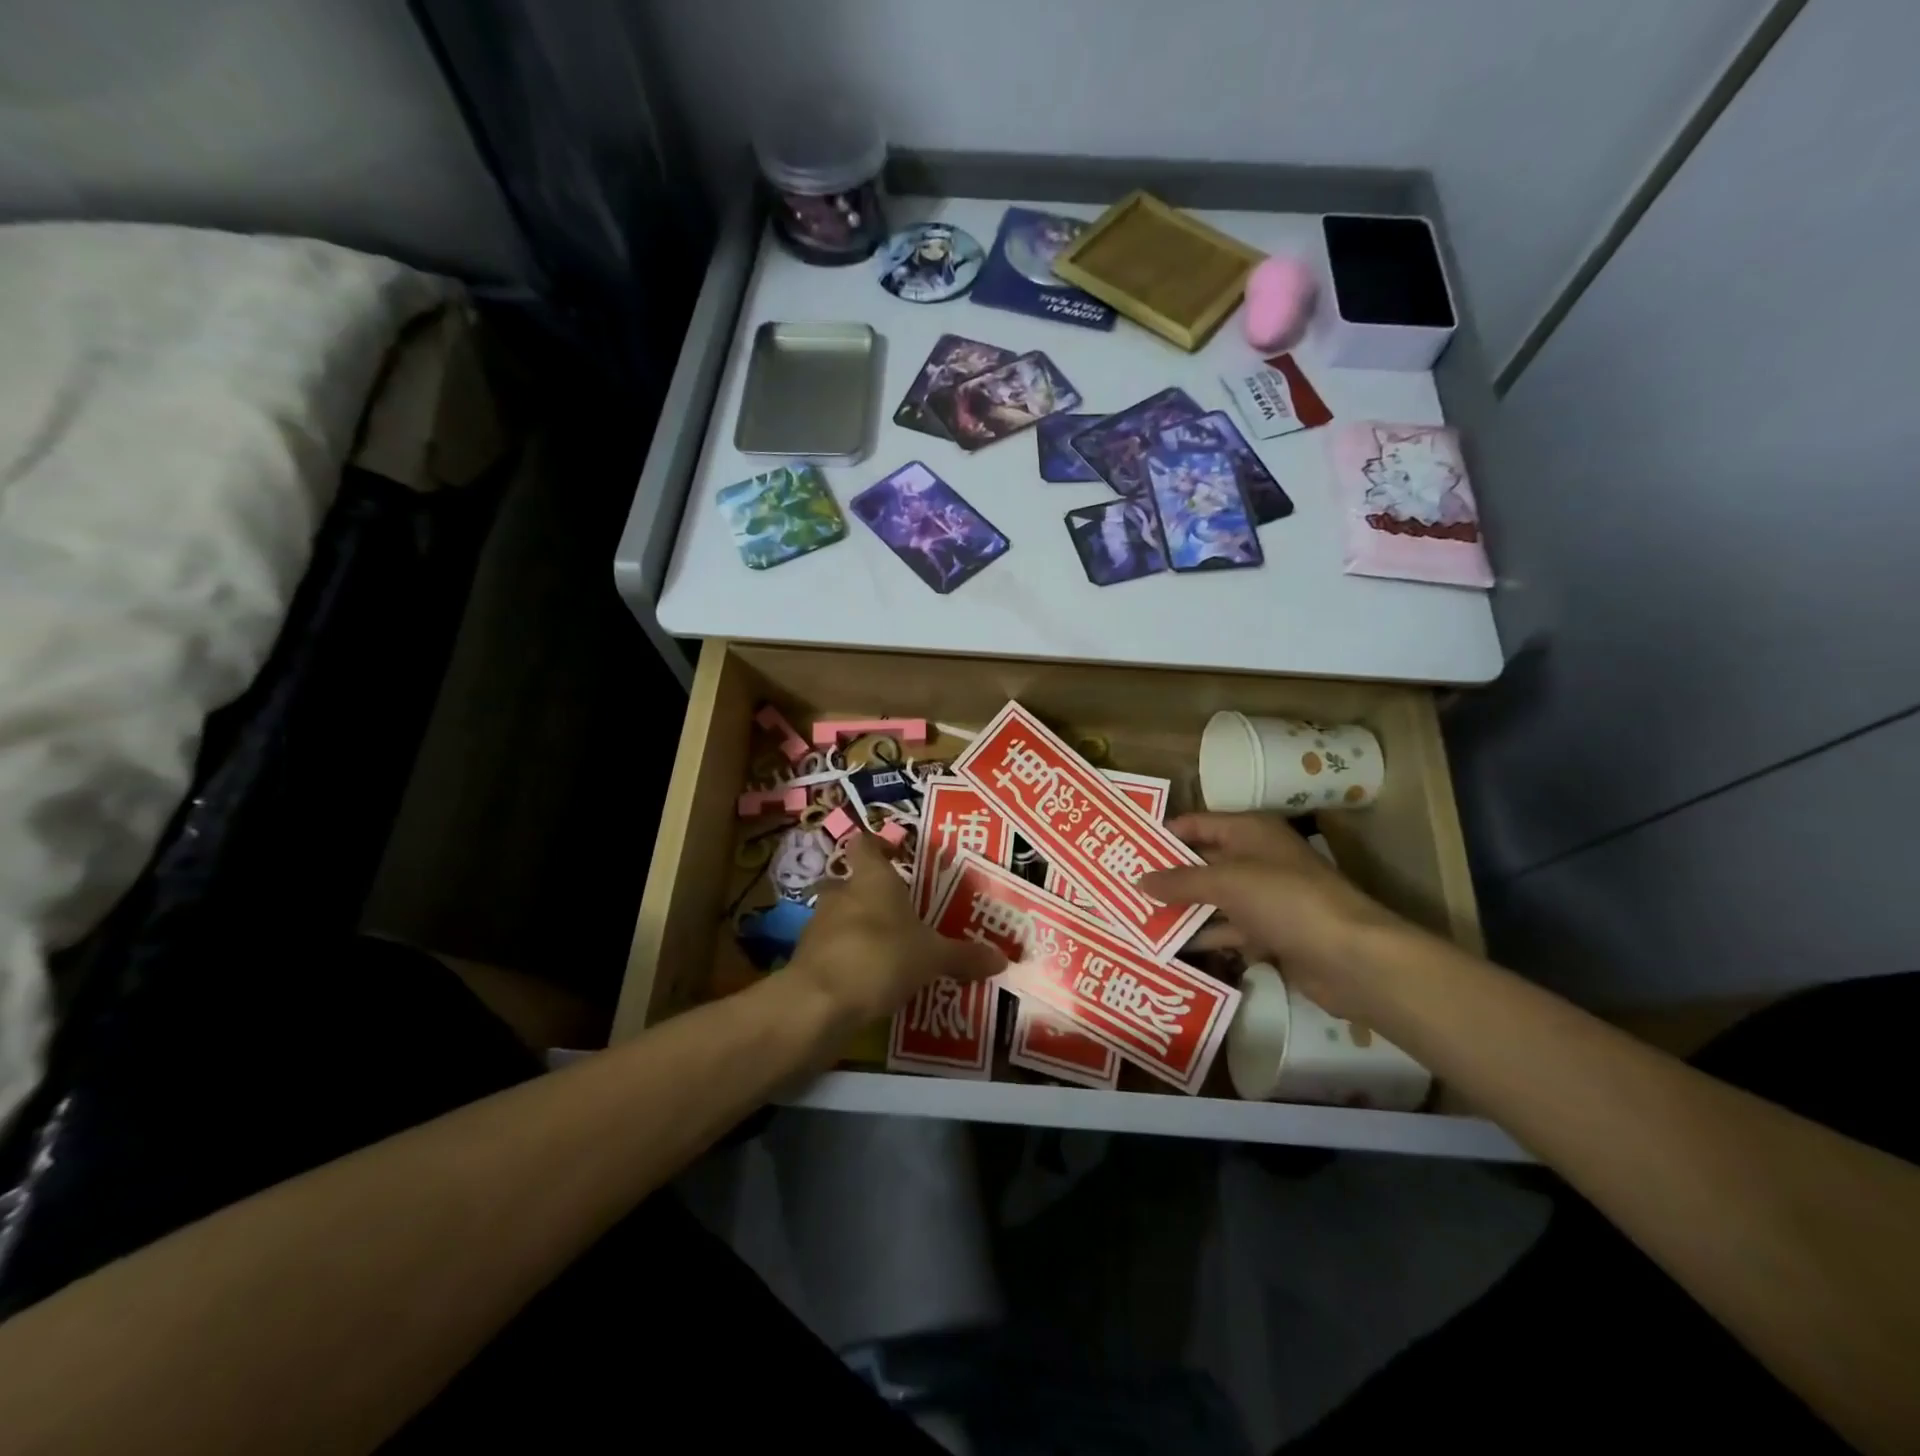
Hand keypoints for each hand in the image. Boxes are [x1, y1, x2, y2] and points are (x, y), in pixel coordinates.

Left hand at [785, 833, 1004, 1026]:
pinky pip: (830, 949)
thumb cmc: (882, 957)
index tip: (896, 853)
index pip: (865, 844)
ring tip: (885, 949)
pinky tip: (866, 979)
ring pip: (838, 916)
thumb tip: (1002, 958)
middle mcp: (841, 893)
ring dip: (856, 927)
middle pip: (850, 881)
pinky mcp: (806, 958)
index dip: (878, 845)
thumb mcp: (933, 957)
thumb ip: (964, 956)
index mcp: (872, 878)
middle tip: (896, 912)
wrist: (820, 1002)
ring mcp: (818, 924)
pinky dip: (845, 958)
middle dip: (868, 894)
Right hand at [1138, 812, 1407, 1014]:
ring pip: (1213, 898)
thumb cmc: (1285, 900)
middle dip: (1167, 875)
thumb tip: (1138, 880)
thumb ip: (1180, 881)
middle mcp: (1256, 858)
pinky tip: (1171, 946)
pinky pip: (1228, 929)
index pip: (1197, 824)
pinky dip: (1204, 936)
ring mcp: (1265, 897)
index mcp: (1250, 831)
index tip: (1127, 849)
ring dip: (1182, 909)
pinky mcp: (1271, 933)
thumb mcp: (1226, 882)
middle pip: (1203, 861)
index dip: (1163, 834)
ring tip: (1137, 918)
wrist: (1350, 956)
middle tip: (1124, 887)